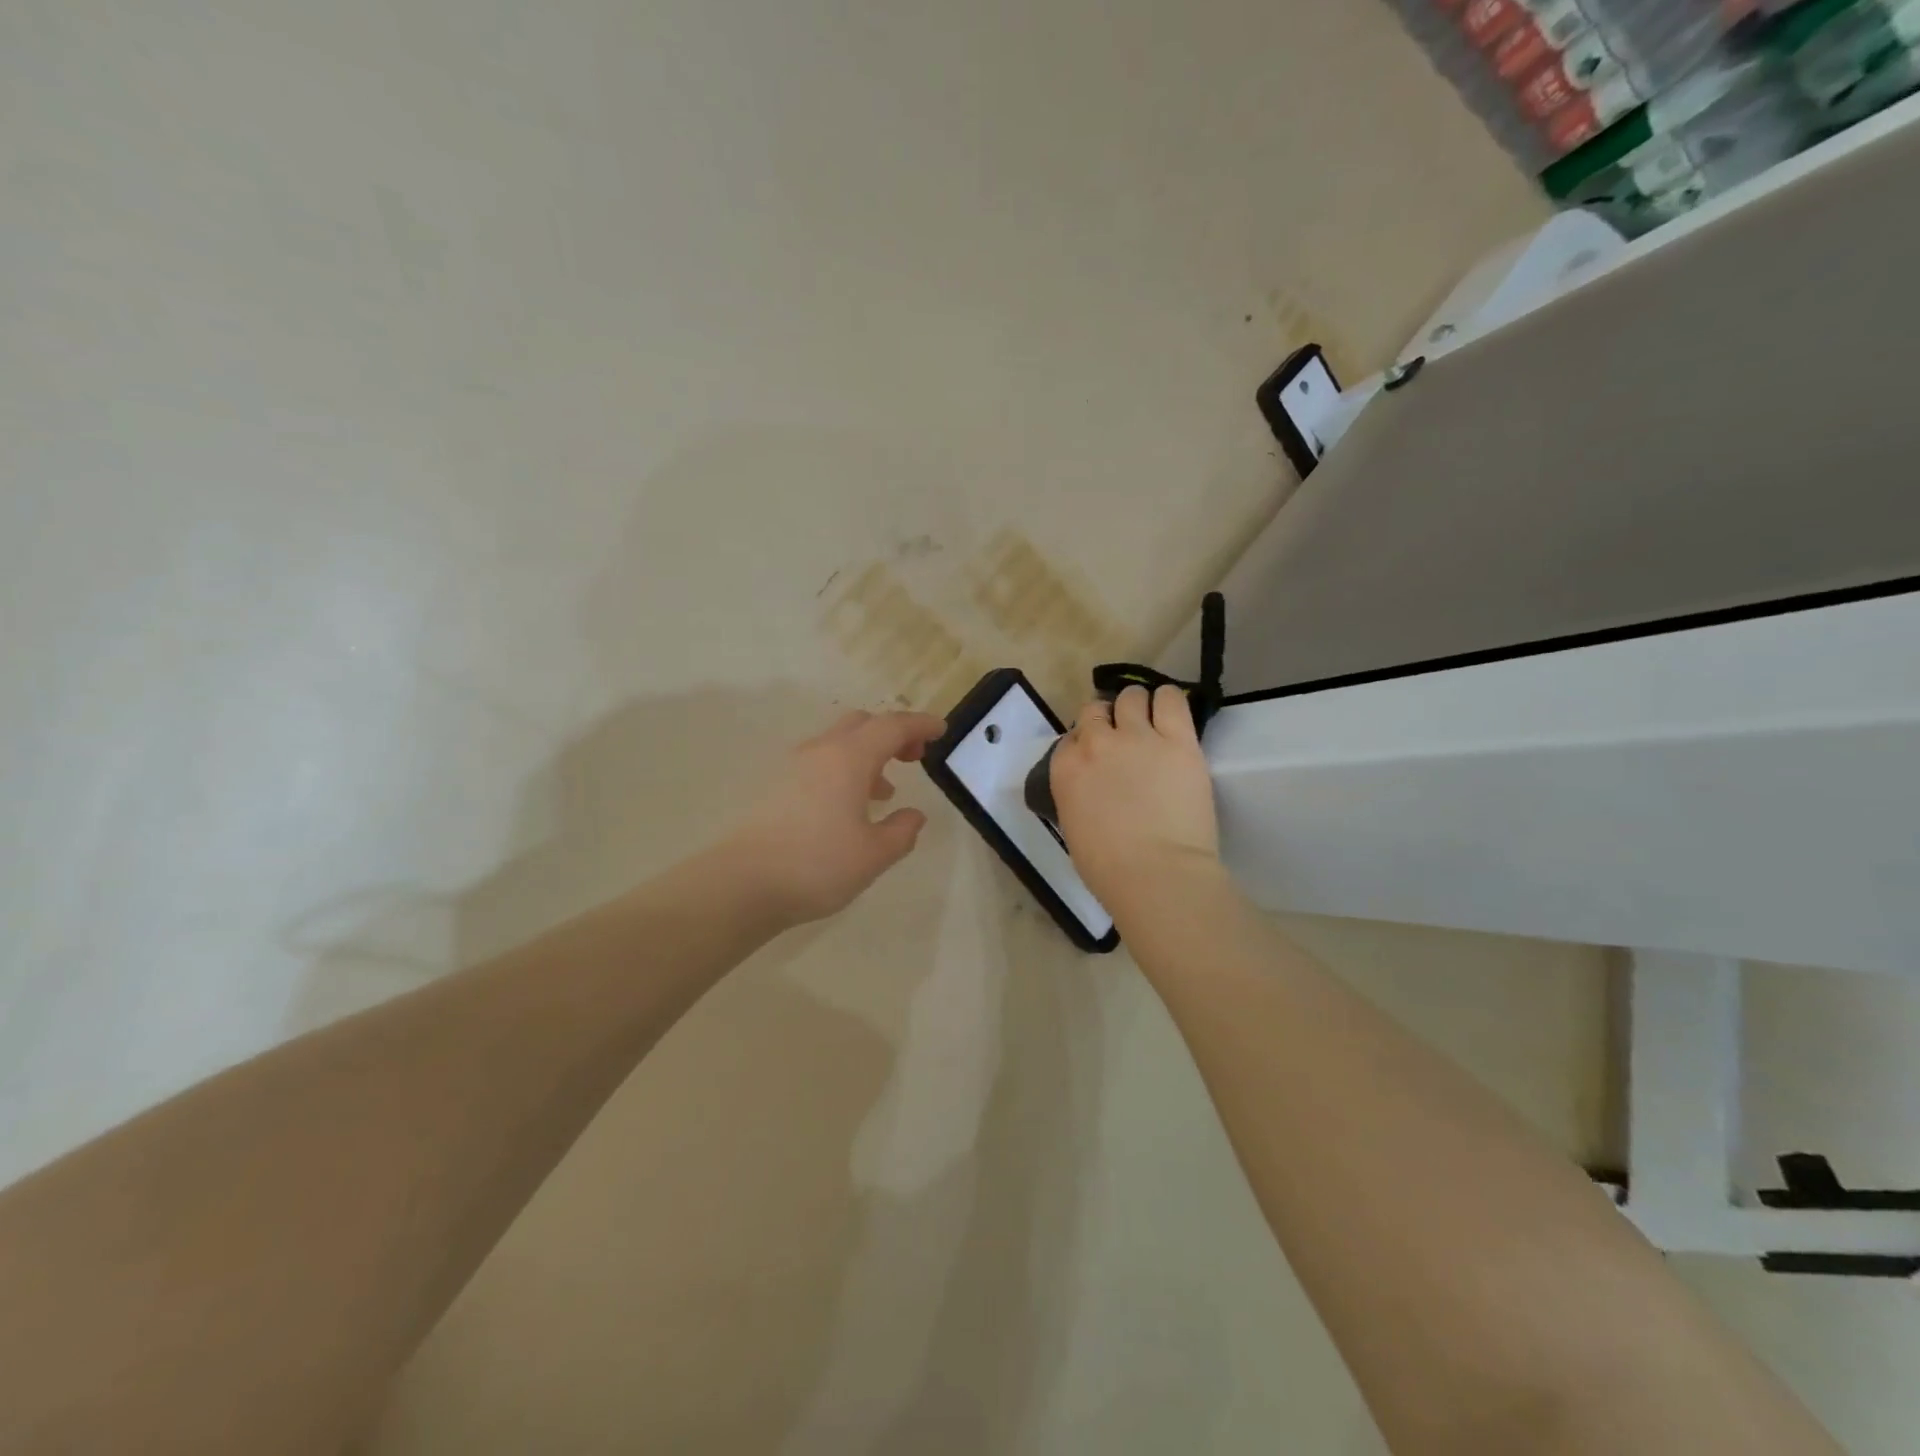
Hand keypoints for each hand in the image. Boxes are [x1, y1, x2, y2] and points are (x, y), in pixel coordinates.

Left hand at [724, 709, 945, 925]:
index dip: (920, 725)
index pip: (892, 726)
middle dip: (892, 733)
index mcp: (849, 759)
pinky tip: (849, 807)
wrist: (741, 883)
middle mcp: (820, 752)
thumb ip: (902, 831)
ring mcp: (793, 768)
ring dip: (867, 754)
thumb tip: (913, 816)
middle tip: (914, 757)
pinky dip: (844, 770)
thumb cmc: (816, 865)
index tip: (941, 731)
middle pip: (862, 723)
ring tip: (885, 790)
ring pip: (838, 743)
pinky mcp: (776, 788)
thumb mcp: (874, 854)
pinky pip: (820, 763)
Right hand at [1050, 684, 1220, 910]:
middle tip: (1123, 739)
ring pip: (1132, 697)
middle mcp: (1097, 742)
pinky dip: (1168, 700)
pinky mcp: (1178, 739)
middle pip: (1096, 710)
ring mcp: (1138, 737)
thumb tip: (1093, 787)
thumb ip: (1076, 794)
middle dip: (1107, 721)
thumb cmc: (1108, 867)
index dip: (1085, 744)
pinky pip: (1170, 699)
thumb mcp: (1073, 826)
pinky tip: (1171, 711)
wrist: (1156, 873)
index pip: (1071, 737)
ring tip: (1150, 720)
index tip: (1098, 758)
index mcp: (1065, 768)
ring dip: (1136, 705)